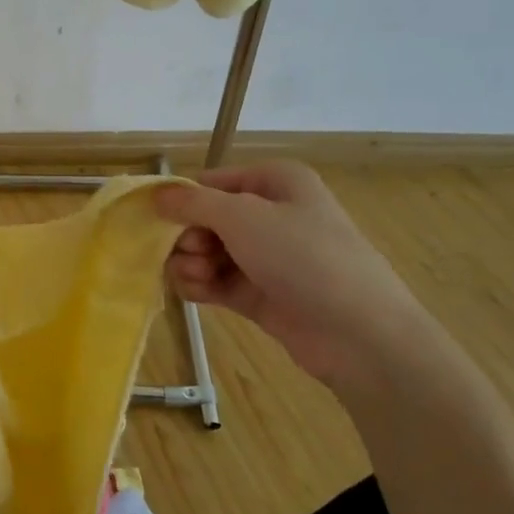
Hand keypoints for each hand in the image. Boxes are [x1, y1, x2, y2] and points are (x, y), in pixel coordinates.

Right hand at [155, 162, 432, 393]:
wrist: (357, 331)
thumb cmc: (303, 257)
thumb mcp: (243, 217)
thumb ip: (192, 203)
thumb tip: (155, 194)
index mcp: (275, 182)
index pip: (211, 182)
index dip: (183, 199)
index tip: (160, 220)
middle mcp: (270, 214)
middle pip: (205, 219)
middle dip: (188, 237)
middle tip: (194, 254)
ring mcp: (265, 257)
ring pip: (206, 253)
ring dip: (191, 264)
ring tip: (199, 277)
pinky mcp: (258, 293)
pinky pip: (215, 281)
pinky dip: (200, 286)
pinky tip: (197, 294)